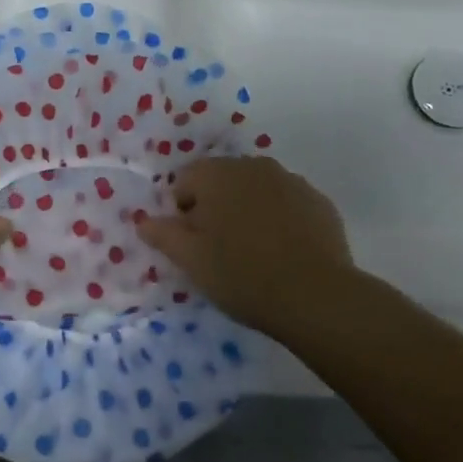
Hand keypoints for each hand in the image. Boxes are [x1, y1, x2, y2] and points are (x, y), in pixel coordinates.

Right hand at [136, 156, 358, 340]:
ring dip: (248, 210)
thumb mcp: (191, 261)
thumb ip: (163, 235)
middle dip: (216, 207)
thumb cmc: (242, 274)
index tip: (192, 244)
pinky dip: (280, 219)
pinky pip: (287, 203)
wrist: (317, 296)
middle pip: (222, 181)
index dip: (182, 213)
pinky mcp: (319, 201)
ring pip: (256, 190)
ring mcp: (290, 180)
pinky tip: (284, 252)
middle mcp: (252, 165)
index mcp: (216, 174)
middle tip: (219, 249)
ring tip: (254, 252)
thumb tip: (143, 221)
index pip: (185, 181)